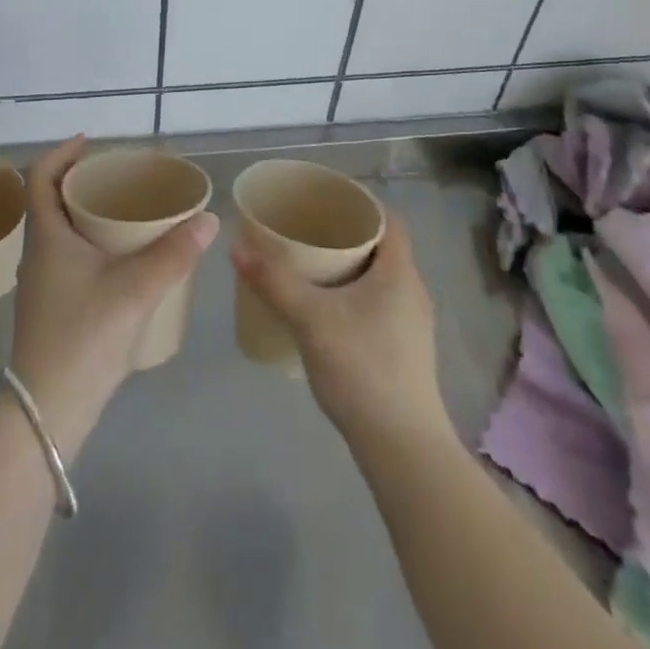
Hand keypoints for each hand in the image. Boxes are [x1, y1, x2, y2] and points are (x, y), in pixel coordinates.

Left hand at [6, 137, 218, 454]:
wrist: (47, 413)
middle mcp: (37, 253)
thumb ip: (174, 253)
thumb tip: (208, 219)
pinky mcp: (50, 307)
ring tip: (122, 210)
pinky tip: (118, 258)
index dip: (61, 152)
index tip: (90, 141)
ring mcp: (40, 283)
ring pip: (58, 230)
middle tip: (117, 174)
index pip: (39, 176)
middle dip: (78, 180)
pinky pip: (66, 255)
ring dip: (83, 212)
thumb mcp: (135, 290)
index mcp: (46, 236)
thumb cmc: (83, 337)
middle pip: (49, 200)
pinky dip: (87, 241)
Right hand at [231, 212, 446, 445]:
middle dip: (346, 233)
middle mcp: (412, 292)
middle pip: (382, 246)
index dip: (360, 202)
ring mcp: (412, 325)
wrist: (403, 450)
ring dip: (349, 265)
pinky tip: (324, 309)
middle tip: (308, 227)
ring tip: (310, 264)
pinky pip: (378, 304)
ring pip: (379, 277)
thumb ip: (274, 281)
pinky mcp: (404, 352)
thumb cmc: (363, 369)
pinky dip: (353, 294)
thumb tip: (237, 247)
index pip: (388, 219)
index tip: (325, 198)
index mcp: (400, 273)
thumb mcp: (311, 319)